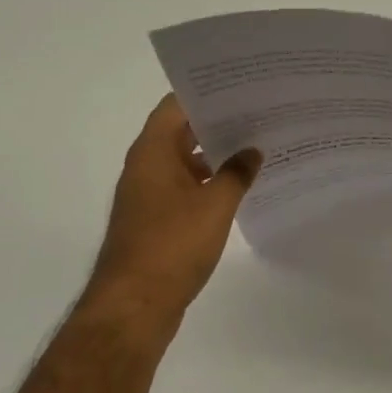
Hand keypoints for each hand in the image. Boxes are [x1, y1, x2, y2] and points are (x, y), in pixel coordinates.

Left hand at [81, 96, 259, 334]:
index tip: (239, 87)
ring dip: (214, 155)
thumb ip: (236, 173)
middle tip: (257, 114)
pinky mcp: (154, 220)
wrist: (134, 306)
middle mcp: (145, 166)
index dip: (206, 93)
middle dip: (216, 123)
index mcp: (153, 151)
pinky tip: (238, 187)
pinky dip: (207, 183)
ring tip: (256, 147)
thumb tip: (252, 151)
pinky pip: (183, 188)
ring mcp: (148, 194)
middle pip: (180, 131)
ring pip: (183, 161)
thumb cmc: (172, 245)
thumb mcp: (215, 205)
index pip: (176, 104)